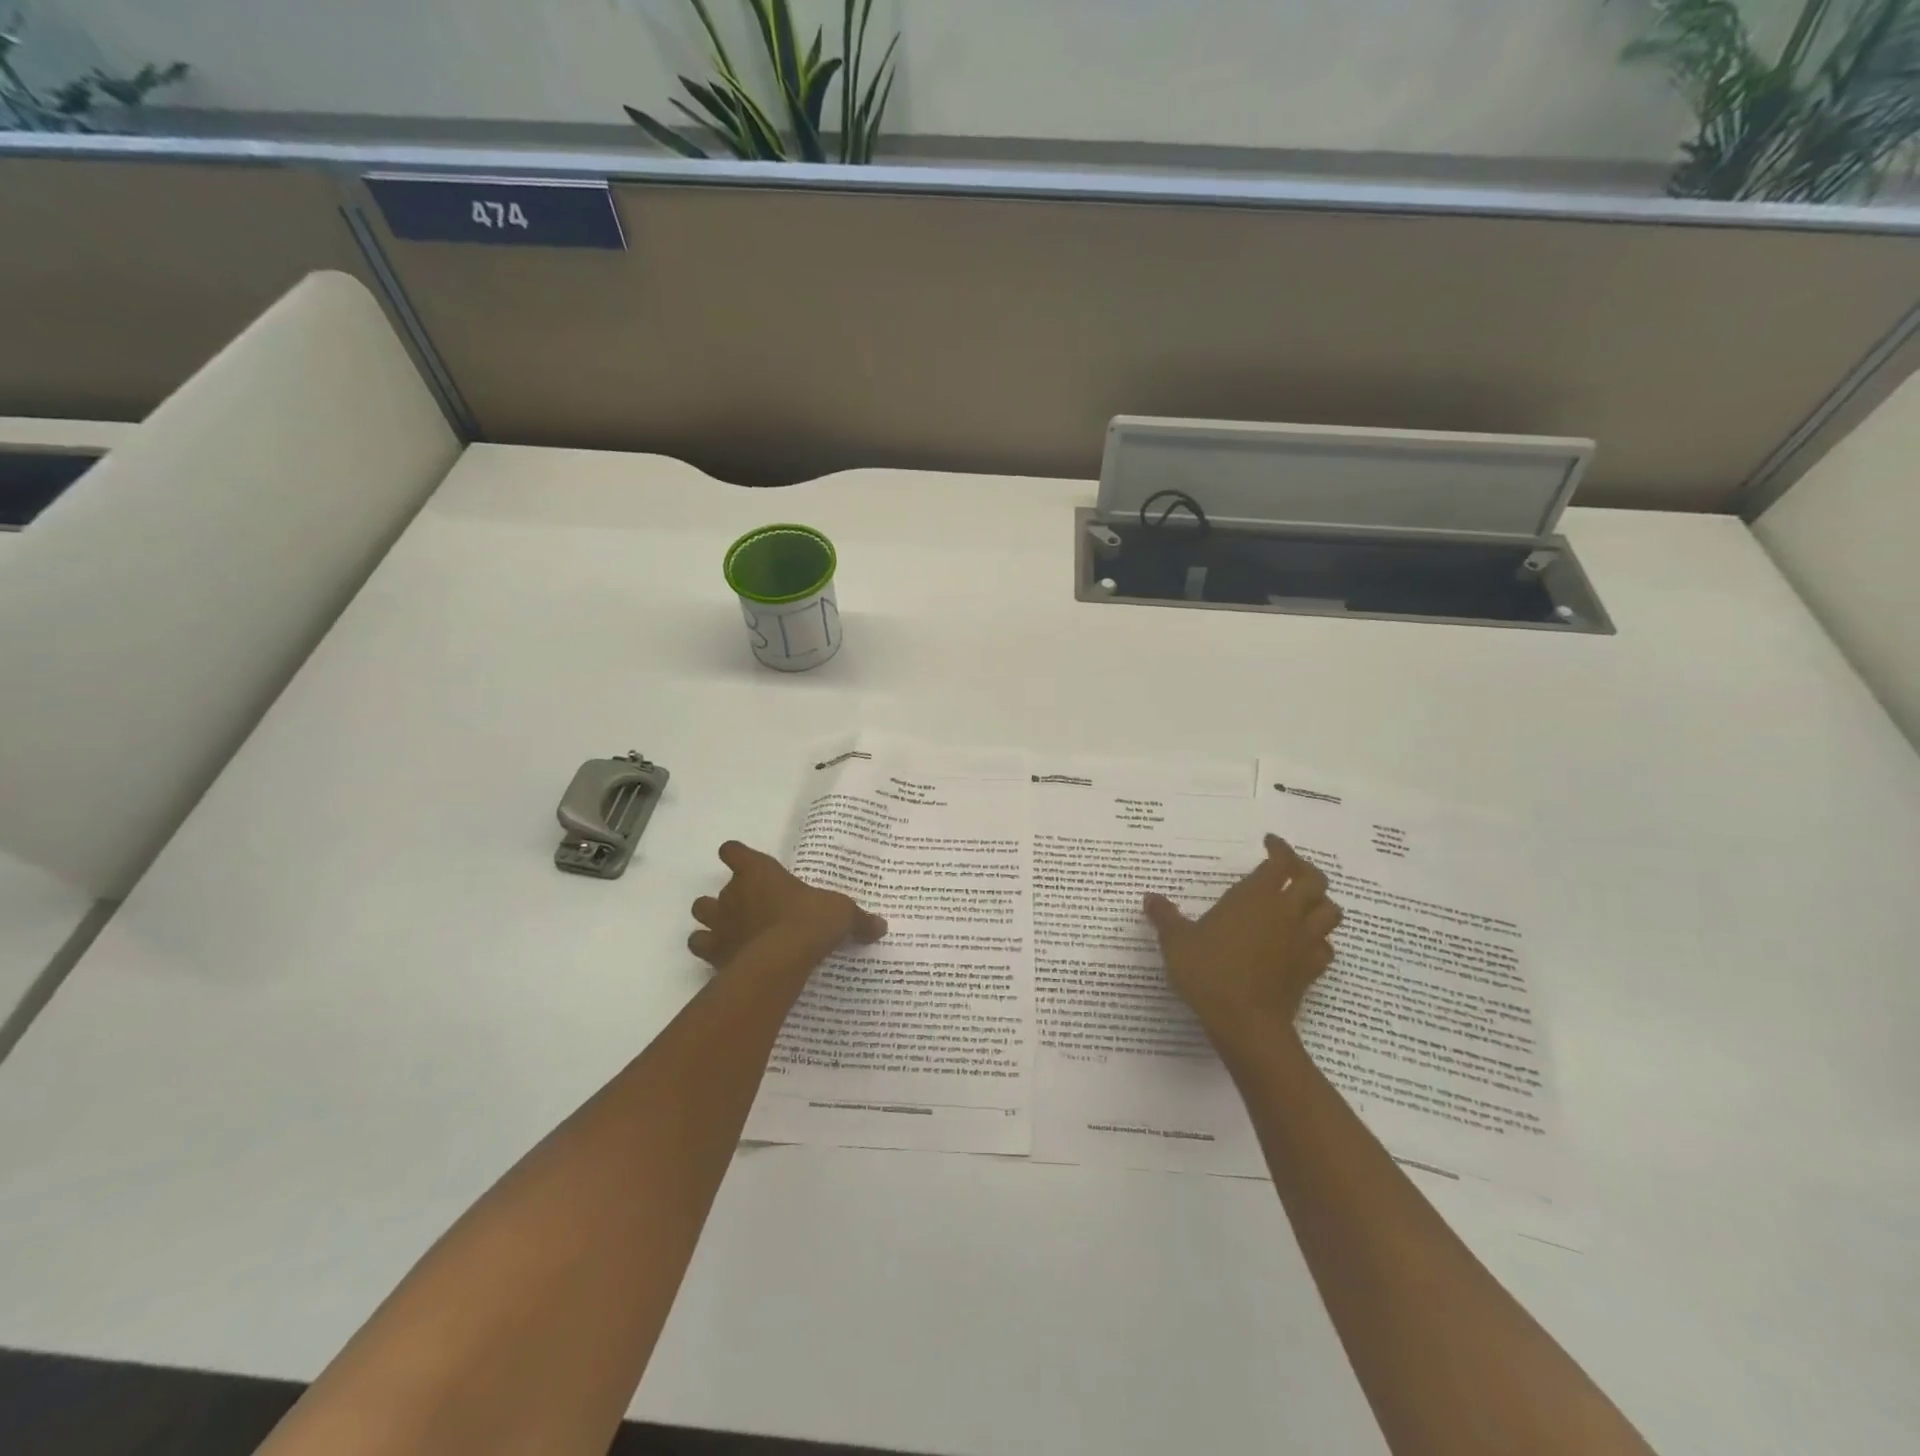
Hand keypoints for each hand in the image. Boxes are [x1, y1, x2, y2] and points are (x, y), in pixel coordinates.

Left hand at [688, 840, 886, 970]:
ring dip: (711, 923)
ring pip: (700, 915)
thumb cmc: (809, 920)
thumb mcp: (841, 913)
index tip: (744, 864)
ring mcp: (719, 924)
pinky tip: (727, 960)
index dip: (736, 856)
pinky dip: (710, 952)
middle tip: (749, 911)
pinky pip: (701, 948)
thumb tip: (881, 926)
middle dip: (726, 900)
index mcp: (759, 871)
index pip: (733, 851)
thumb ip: (858, 919)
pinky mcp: (714, 954)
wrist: (781, 959)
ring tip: (731, 934)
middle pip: (714, 890)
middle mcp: (733, 894)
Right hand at [1144, 834, 1342, 1034]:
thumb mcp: (1176, 941)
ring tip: (1302, 903)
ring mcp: (1303, 942)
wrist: (1246, 1023)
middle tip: (1287, 869)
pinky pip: (1326, 947)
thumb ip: (1165, 916)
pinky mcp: (1311, 970)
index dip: (1279, 848)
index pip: (1280, 862)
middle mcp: (1286, 913)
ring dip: (1320, 902)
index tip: (1269, 842)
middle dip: (1304, 869)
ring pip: (1330, 912)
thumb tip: (1150, 898)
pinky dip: (1319, 940)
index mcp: (1256, 896)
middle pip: (1315, 880)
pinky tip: (1302, 943)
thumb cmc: (1209, 972)